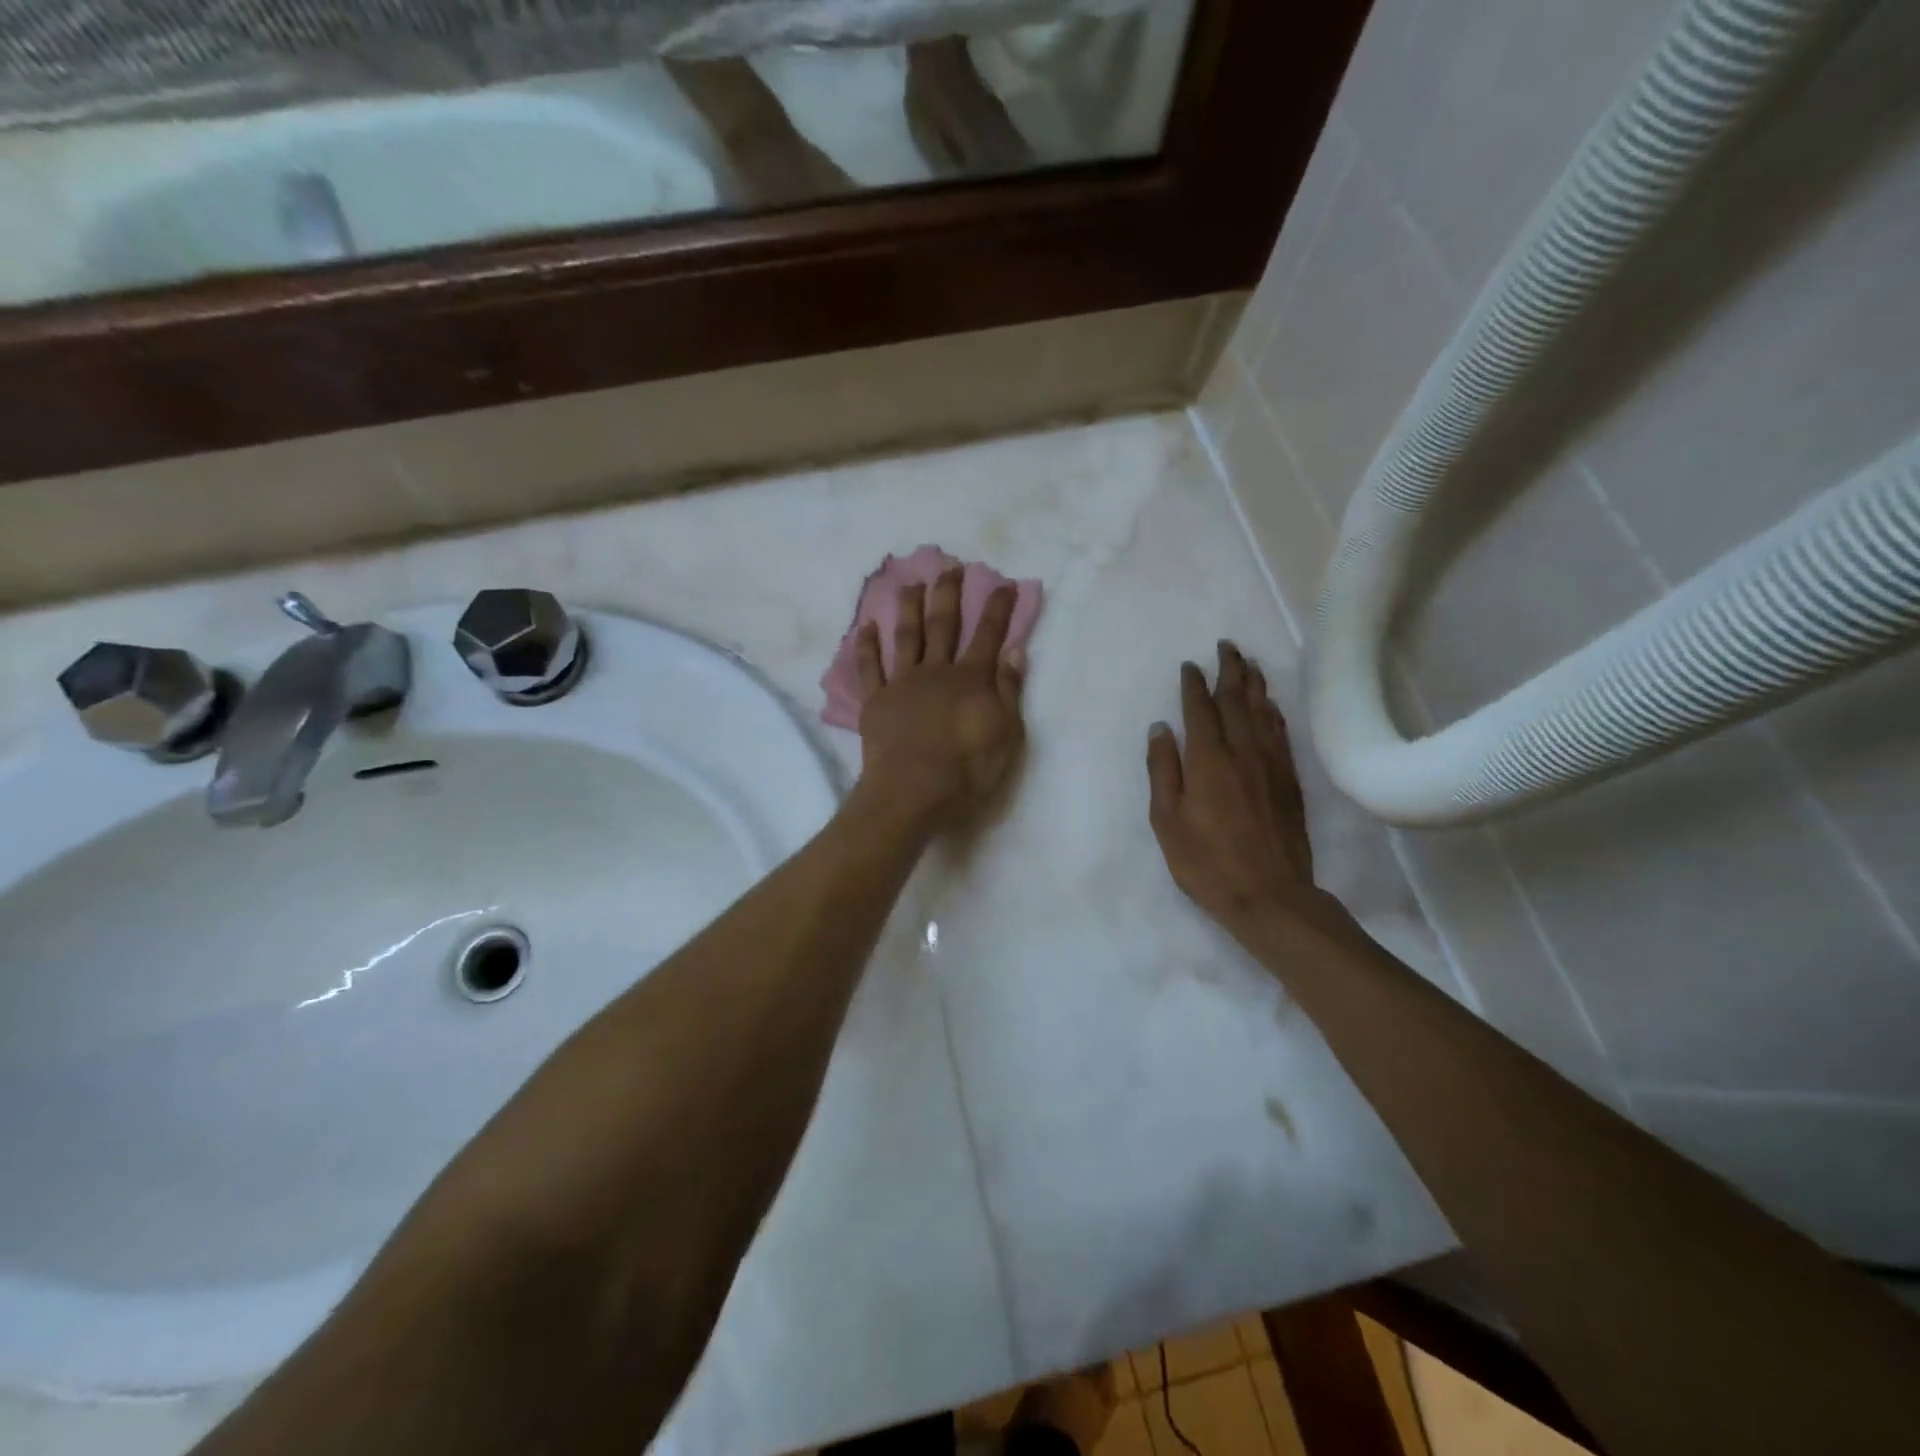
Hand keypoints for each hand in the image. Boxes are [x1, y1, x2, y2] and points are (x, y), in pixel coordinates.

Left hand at [853, 568, 1026, 832]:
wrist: (913, 792)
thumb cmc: (967, 770)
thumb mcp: (1006, 735)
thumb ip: (1009, 691)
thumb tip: (1014, 651)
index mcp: (971, 679)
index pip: (988, 635)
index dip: (998, 608)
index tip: (1004, 583)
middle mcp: (936, 671)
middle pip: (943, 625)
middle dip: (948, 594)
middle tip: (949, 567)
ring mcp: (902, 684)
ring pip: (906, 636)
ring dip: (908, 607)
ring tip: (910, 583)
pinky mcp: (876, 701)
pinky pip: (870, 668)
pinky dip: (867, 646)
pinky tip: (866, 627)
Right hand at [1146, 642, 1355, 944]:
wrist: (1270, 896)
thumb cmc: (1206, 861)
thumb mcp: (1166, 820)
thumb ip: (1163, 770)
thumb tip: (1161, 728)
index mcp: (1208, 759)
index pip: (1200, 710)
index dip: (1194, 685)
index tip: (1190, 665)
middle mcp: (1242, 752)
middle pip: (1237, 700)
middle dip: (1230, 671)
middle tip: (1227, 646)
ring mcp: (1271, 764)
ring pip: (1263, 712)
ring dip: (1255, 684)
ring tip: (1249, 663)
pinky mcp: (1289, 780)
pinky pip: (1281, 733)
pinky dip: (1274, 712)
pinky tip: (1271, 706)